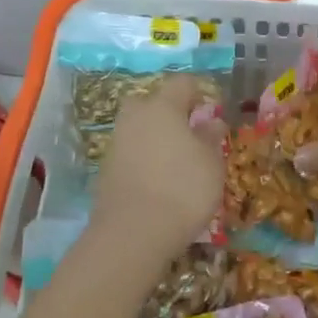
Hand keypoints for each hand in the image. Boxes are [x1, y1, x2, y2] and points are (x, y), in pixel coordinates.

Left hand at [93, 76, 225, 252]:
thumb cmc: (183, 189)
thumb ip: (211, 137)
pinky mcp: (106, 170)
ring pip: (138, 128)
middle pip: (151, 102)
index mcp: (162, 107)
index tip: (212, 109)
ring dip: (154, 137)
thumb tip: (211, 122)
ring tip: (176, 161)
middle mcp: (135, 118)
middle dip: (168, 111)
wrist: (133, 233)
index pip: (181, 84)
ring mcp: (116, 143)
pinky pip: (130, 153)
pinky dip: (143, 159)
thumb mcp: (212, 163)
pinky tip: (158, 180)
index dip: (199, 92)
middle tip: (189, 133)